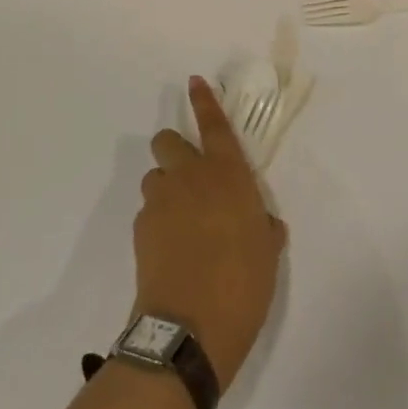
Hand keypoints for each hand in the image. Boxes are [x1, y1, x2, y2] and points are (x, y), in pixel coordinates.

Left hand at [133, 77, 285, 385]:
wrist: (190, 328)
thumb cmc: (243, 282)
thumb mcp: (267, 251)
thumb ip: (263, 225)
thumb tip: (261, 223)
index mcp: (228, 174)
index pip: (214, 125)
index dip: (204, 100)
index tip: (194, 80)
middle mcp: (191, 177)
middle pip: (167, 140)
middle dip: (174, 149)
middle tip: (189, 176)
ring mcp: (161, 202)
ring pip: (154, 176)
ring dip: (165, 187)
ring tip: (180, 219)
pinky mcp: (140, 229)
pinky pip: (147, 211)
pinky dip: (157, 220)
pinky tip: (170, 249)